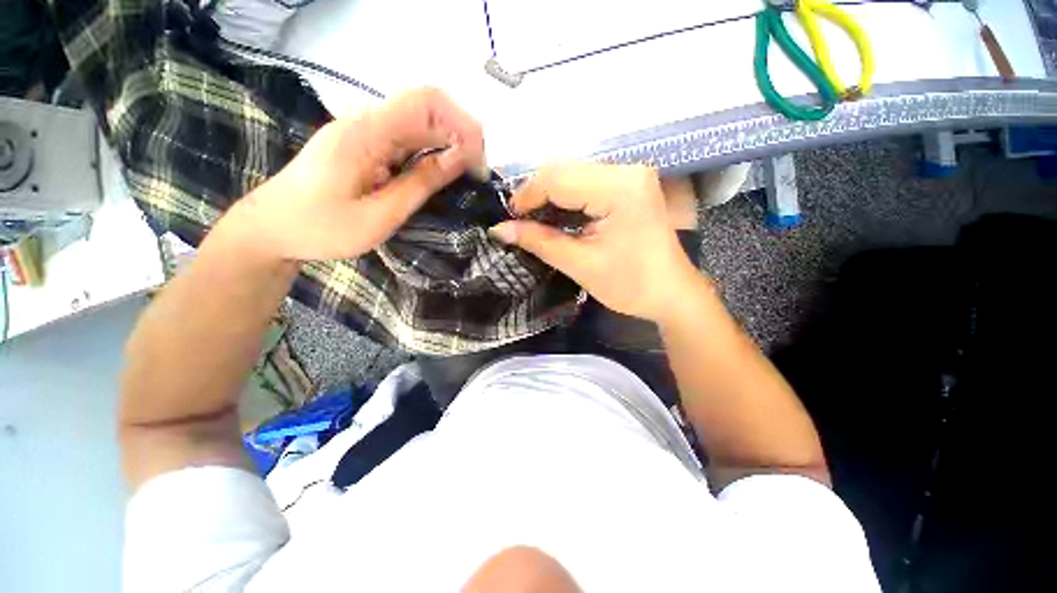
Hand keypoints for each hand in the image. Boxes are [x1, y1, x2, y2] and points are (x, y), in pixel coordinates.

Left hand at [238, 88, 484, 261]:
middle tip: (478, 175)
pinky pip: (407, 140)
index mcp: (367, 132)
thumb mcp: (381, 214)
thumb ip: (422, 183)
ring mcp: (364, 132)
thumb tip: (460, 159)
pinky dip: (431, 153)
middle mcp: (367, 122)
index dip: (462, 123)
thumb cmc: (322, 228)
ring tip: (466, 176)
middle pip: (426, 109)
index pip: (426, 102)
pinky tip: (441, 174)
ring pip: (419, 124)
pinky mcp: (365, 145)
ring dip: (449, 145)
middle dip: (461, 136)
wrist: (271, 229)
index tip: (479, 161)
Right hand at [489, 163, 701, 322]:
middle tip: (520, 222)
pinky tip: (558, 217)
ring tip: (535, 222)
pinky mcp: (630, 185)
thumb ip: (539, 242)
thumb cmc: (630, 285)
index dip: (526, 195)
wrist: (672, 294)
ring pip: (574, 174)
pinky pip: (588, 183)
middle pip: (565, 170)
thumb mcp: (580, 265)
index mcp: (618, 188)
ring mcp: (631, 175)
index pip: (557, 178)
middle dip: (536, 195)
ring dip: (550, 196)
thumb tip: (499, 230)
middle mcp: (626, 170)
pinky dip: (567, 198)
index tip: (508, 219)